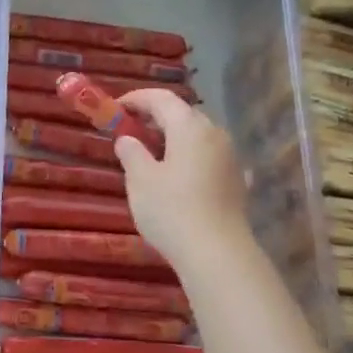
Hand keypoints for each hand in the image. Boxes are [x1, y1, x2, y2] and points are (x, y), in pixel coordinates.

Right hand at [115, 90, 251, 269]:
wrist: (216, 253)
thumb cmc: (171, 210)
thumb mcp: (140, 180)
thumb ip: (131, 153)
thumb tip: (128, 139)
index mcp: (190, 127)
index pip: (162, 99)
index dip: (136, 99)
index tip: (115, 107)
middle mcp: (215, 135)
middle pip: (184, 115)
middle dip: (156, 117)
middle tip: (131, 129)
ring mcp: (231, 158)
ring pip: (199, 137)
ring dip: (175, 139)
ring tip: (152, 154)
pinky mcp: (237, 182)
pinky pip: (209, 159)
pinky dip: (191, 159)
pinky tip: (182, 176)